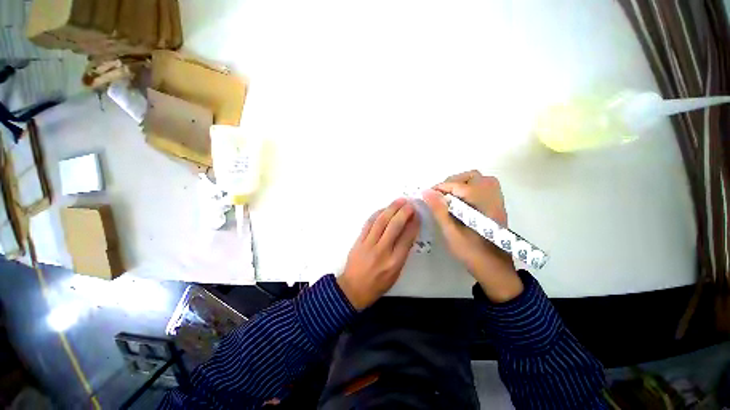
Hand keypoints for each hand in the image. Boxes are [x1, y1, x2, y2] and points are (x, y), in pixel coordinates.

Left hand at [337, 198, 419, 309]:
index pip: (407, 238)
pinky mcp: (359, 241)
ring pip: (381, 222)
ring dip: (390, 209)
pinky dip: (377, 214)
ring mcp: (368, 245)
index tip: (417, 215)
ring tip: (399, 201)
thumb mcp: (396, 274)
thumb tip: (408, 233)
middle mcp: (382, 251)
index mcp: (394, 262)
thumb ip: (402, 254)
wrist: (353, 289)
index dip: (413, 224)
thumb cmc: (378, 284)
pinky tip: (383, 209)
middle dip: (403, 212)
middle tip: (409, 204)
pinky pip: (368, 224)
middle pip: (394, 226)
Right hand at [422, 170, 522, 302]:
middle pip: (473, 177)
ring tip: (448, 197)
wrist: (495, 269)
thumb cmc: (472, 253)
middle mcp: (493, 198)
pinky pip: (483, 188)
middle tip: (439, 195)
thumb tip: (427, 192)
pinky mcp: (496, 206)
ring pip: (479, 181)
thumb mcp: (451, 233)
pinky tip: (459, 202)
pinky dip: (468, 189)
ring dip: (461, 184)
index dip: (442, 187)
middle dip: (453, 182)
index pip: (460, 186)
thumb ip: (439, 210)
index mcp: (483, 205)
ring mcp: (497, 201)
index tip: (428, 194)